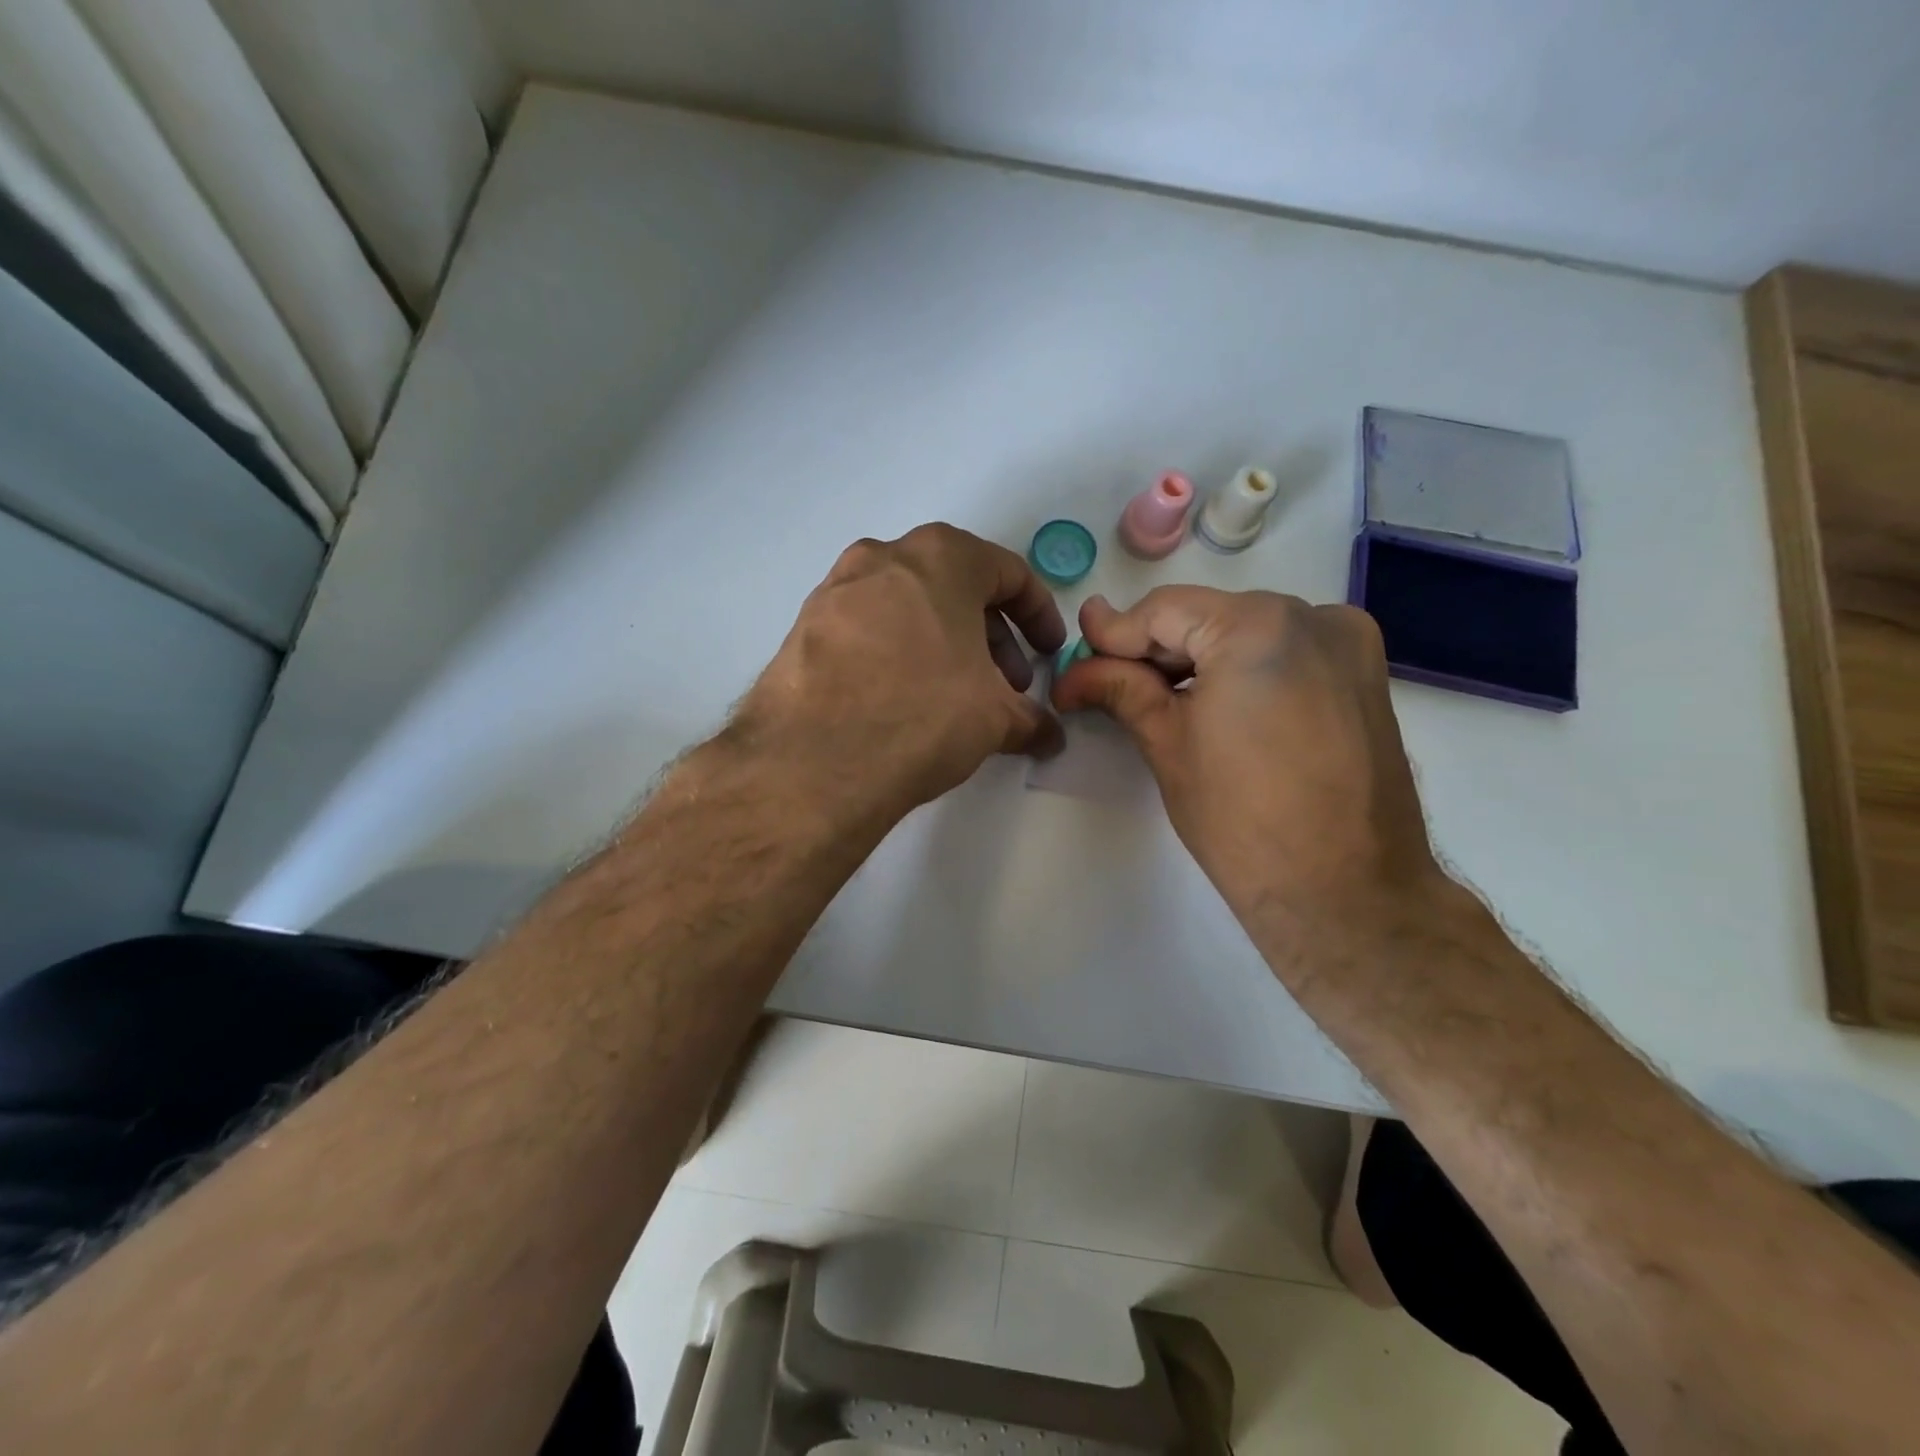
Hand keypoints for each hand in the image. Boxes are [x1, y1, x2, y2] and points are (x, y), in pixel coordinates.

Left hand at [733, 524, 1066, 821]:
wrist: (813, 761)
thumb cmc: (922, 714)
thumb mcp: (993, 718)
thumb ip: (1029, 719)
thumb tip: (1047, 736)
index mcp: (941, 557)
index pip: (1008, 573)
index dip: (1039, 615)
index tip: (1048, 652)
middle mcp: (884, 557)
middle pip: (954, 587)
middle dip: (990, 635)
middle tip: (1004, 684)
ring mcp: (836, 589)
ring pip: (908, 606)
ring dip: (942, 643)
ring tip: (954, 696)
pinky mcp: (803, 627)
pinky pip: (867, 630)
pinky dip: (896, 653)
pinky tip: (901, 700)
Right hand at [1052, 587, 1445, 942]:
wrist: (1346, 893)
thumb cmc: (1242, 821)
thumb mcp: (1168, 745)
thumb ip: (1120, 689)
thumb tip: (1075, 668)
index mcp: (1258, 626)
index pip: (1163, 611)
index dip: (1113, 635)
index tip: (1076, 658)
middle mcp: (1311, 616)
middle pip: (1207, 617)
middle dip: (1153, 650)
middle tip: (1105, 682)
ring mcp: (1347, 642)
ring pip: (1246, 632)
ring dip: (1197, 659)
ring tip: (1156, 698)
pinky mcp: (1364, 674)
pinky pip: (1285, 651)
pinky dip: (1243, 669)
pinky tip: (1214, 704)